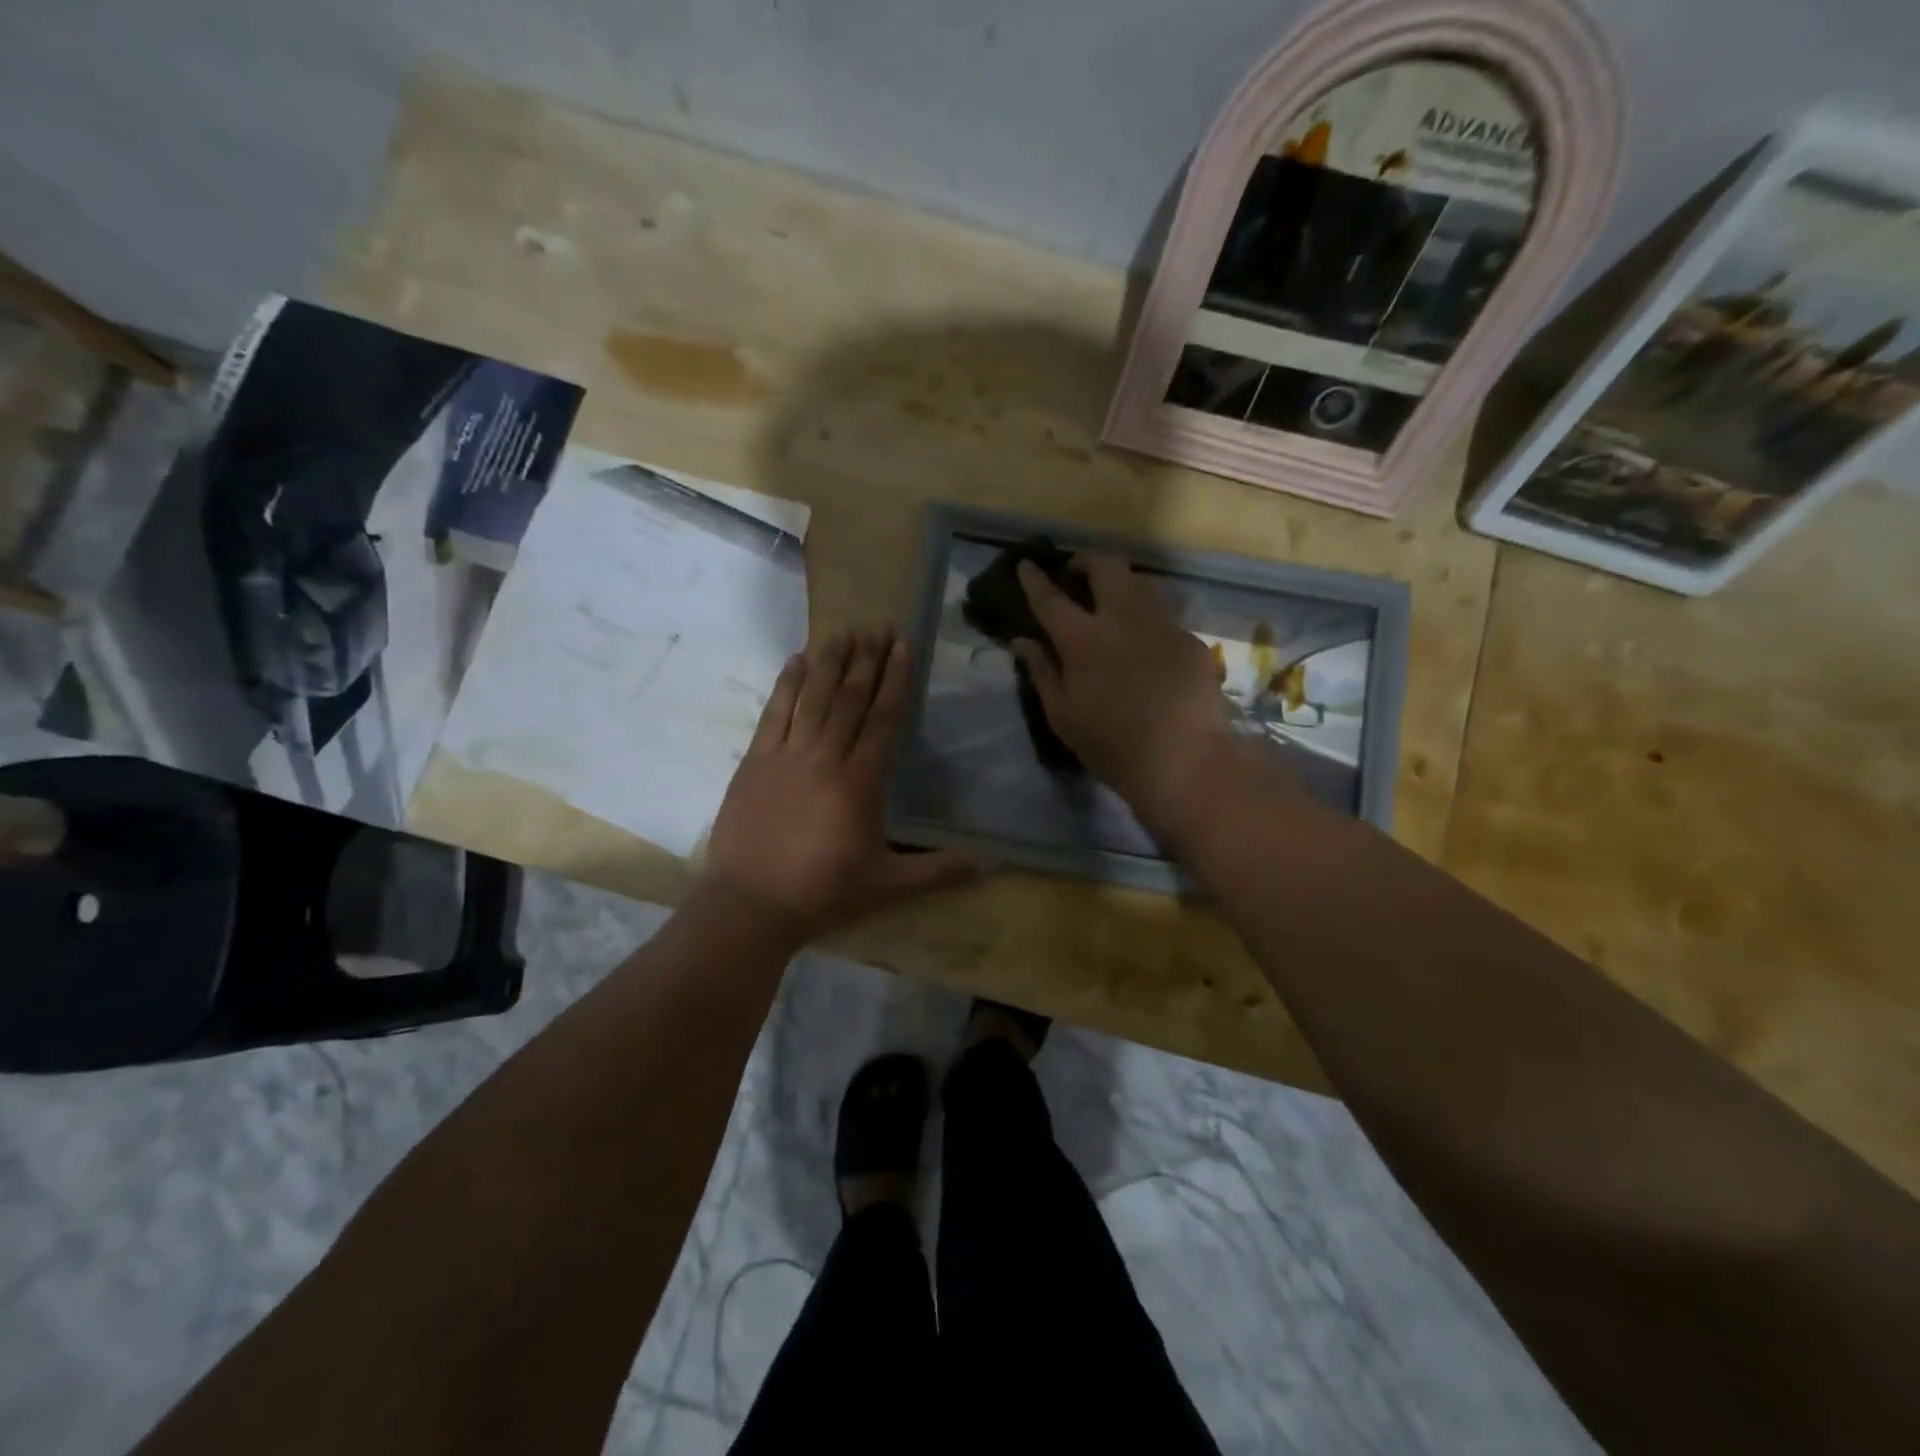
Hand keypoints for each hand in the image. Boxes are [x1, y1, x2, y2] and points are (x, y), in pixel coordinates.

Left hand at [701, 628, 980, 939]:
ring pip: (813, 698)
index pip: (883, 719)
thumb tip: (992, 864)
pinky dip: (786, 685)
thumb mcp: (888, 885)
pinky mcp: (755, 762)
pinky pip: (774, 713)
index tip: (902, 647)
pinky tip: (795, 660)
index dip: (894, 681)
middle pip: (849, 699)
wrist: (750, 905)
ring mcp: (786, 756)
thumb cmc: (823, 894)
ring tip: (843, 631)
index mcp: (860, 782)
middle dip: (866, 660)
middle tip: (878, 626)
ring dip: (830, 662)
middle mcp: (825, 757)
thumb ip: (940, 870)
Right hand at [1013, 554, 1245, 838]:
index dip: (1034, 578)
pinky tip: (1145, 646)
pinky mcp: (1190, 639)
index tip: (1026, 564)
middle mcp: (1123, 619)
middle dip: (1086, 560)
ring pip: (1139, 582)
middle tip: (1076, 576)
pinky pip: (1162, 616)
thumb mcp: (1063, 715)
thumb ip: (1042, 671)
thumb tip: (1022, 641)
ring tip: (1110, 604)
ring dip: (1118, 583)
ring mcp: (1162, 625)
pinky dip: (1145, 620)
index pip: (1051, 598)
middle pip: (1105, 565)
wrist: (1185, 760)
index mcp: (1083, 640)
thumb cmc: (1111, 745)